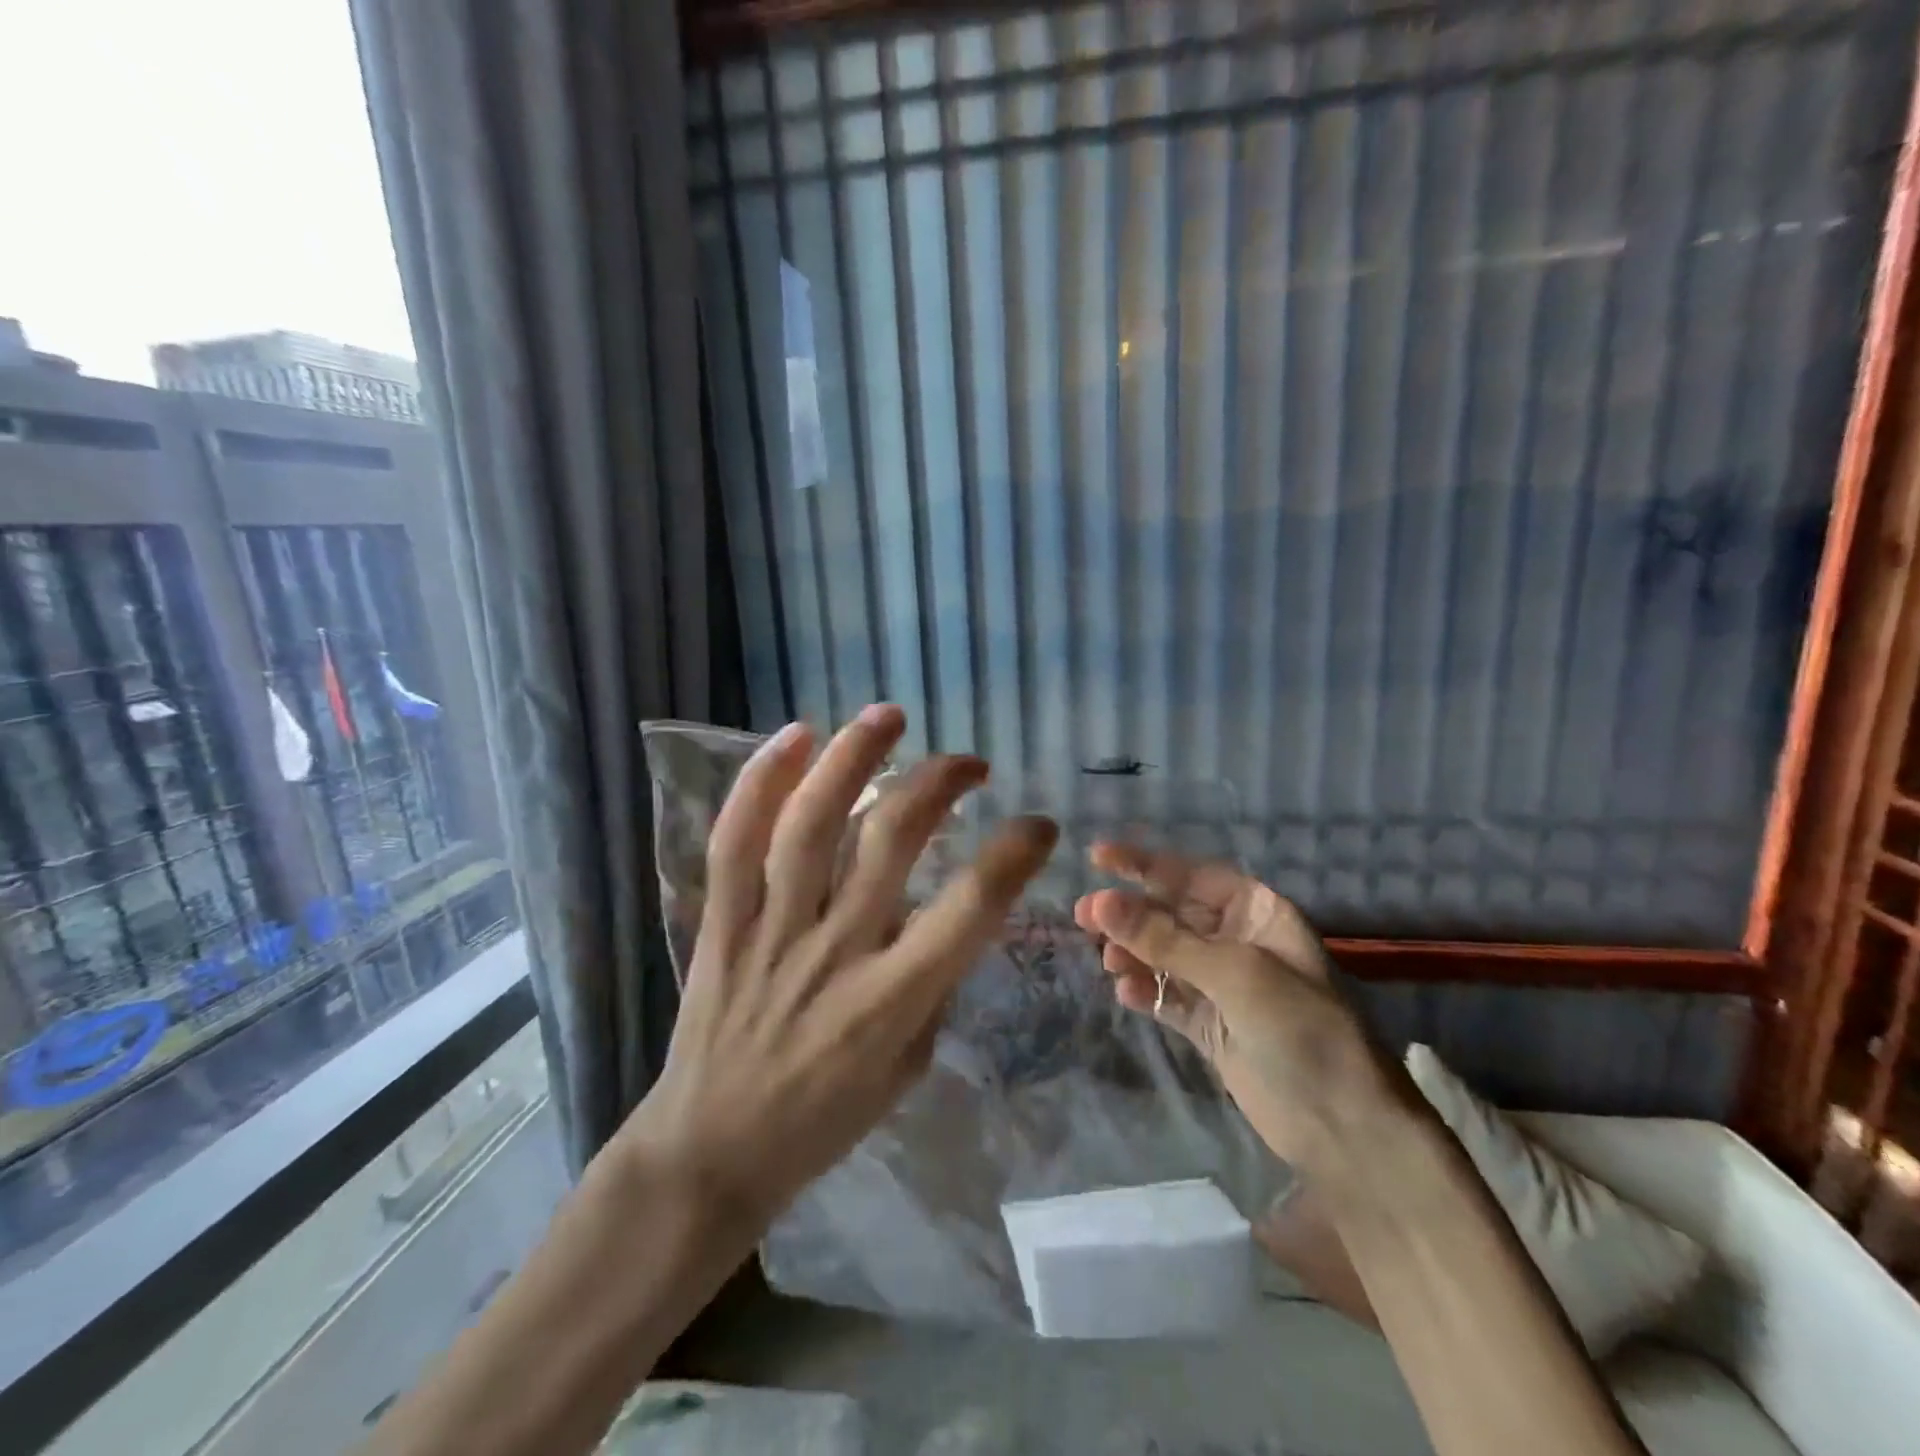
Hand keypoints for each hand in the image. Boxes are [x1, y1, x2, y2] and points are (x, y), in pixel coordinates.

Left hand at [616, 704, 1056, 1226]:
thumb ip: (931, 985)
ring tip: (888, 715)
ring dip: (853, 758)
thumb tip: (939, 914)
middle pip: (892, 839)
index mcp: (893, 999)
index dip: (1015, 853)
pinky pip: (735, 842)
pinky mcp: (722, 923)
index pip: (971, 907)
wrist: (710, 1153)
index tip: (1038, 823)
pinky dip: (762, 783)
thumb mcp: (908, 1066)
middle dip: (940, 783)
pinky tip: (794, 737)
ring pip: (812, 824)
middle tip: (969, 762)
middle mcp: (836, 950)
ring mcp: (772, 930)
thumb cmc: (824, 1119)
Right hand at [1073, 844, 1387, 1168]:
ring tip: (1108, 961)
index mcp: (1256, 911)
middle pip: (1170, 914)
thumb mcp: (1234, 973)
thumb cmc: (1301, 1028)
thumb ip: (1163, 939)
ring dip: (1132, 952)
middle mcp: (1237, 939)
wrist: (1343, 1126)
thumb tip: (1099, 902)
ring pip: (1162, 954)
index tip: (1097, 857)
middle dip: (1128, 913)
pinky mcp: (1209, 1024)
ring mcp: (1222, 984)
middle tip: (1082, 917)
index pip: (1190, 875)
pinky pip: (1165, 996)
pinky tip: (1124, 991)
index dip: (1144, 864)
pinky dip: (1143, 990)